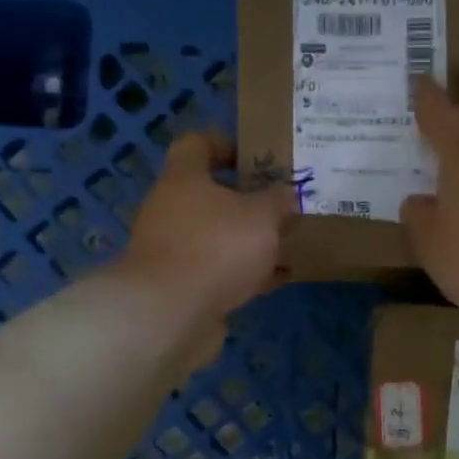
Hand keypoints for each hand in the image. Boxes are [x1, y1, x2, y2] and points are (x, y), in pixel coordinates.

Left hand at [118, 133, 294, 348]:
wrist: (170, 313)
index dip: (227, 144)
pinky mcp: (183, 286)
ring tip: (289, 240)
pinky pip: (222, 271)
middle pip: (212, 194)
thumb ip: (278, 200)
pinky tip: (280, 277)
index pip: (198, 144)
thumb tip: (288, 193)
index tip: (258, 156)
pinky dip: (248, 272)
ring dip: (250, 239)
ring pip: (219, 235)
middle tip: (284, 203)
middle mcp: (173, 210)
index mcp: (184, 179)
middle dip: (249, 199)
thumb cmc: (216, 247)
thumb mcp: (261, 216)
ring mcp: (175, 250)